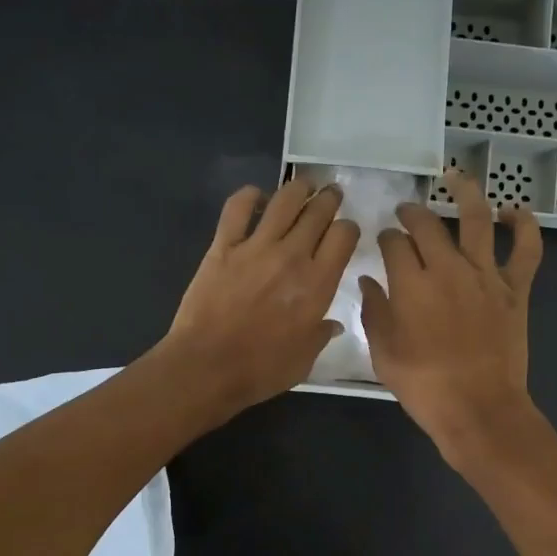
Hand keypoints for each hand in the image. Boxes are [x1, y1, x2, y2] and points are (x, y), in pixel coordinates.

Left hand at [157, 179, 358, 421]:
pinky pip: (237, 208)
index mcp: (318, 283)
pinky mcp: (223, 247)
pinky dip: (248, 195)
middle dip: (328, 200)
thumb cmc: (261, 369)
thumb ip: (320, 335)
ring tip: (304, 186)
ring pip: (284, 201)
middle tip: (330, 195)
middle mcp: (292, 256)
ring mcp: (256, 247)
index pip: (344, 236)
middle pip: (318, 212)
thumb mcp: (304, 359)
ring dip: (298, 188)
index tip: (345, 231)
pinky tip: (256, 196)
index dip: (348, 228)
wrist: (208, 366)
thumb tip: (331, 325)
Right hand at [361, 169, 542, 467]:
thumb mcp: (383, 353)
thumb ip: (374, 312)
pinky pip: (526, 249)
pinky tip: (514, 211)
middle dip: (412, 214)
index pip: (394, 244)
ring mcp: (485, 275)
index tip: (383, 241)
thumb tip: (368, 282)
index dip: (386, 238)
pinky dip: (524, 225)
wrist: (478, 409)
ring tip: (455, 178)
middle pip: (428, 225)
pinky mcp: (514, 289)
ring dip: (466, 193)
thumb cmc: (423, 386)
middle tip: (406, 213)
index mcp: (410, 284)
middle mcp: (447, 268)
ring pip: (477, 219)